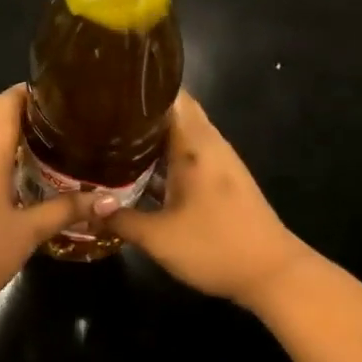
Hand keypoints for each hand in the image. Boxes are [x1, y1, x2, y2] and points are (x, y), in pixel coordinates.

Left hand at [0, 86, 97, 307]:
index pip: (7, 100)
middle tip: (55, 124)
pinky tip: (7, 173)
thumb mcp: (27, 232)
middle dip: (19, 108)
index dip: (33, 94)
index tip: (62, 101)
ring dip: (1, 127)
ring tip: (37, 144)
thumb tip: (109, 200)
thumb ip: (66, 210)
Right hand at [98, 91, 312, 307]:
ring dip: (152, 131)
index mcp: (194, 145)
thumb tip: (87, 208)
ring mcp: (219, 161)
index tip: (108, 86)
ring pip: (182, 131)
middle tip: (101, 111)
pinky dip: (165, 151)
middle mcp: (208, 144)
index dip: (140, 86)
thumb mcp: (158, 238)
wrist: (274, 275)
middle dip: (140, 108)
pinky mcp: (222, 179)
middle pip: (174, 110)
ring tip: (112, 133)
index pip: (170, 95)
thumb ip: (119, 219)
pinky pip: (188, 151)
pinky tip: (140, 167)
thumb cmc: (216, 247)